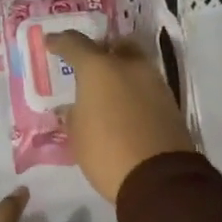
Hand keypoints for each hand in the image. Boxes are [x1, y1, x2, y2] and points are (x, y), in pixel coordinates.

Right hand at [47, 31, 195, 203]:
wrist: (159, 179)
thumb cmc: (107, 151)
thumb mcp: (77, 134)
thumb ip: (73, 114)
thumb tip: (74, 108)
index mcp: (99, 68)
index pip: (75, 44)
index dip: (60, 42)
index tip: (51, 43)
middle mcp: (129, 67)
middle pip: (115, 46)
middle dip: (102, 51)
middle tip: (88, 66)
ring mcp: (154, 82)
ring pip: (135, 65)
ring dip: (121, 73)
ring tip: (107, 93)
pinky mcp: (170, 103)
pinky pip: (146, 87)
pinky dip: (134, 91)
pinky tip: (124, 109)